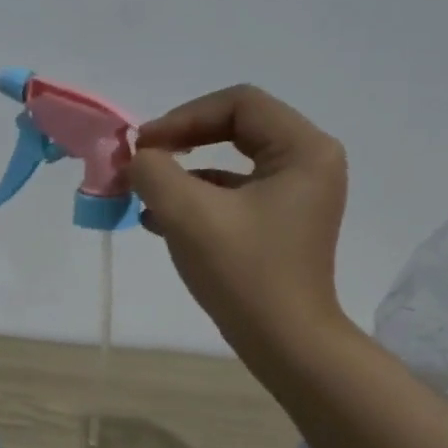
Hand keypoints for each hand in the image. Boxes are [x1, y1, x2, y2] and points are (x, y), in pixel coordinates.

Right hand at [130, 85, 349, 361]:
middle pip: (235, 129)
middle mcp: (308, 164)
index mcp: (304, 149)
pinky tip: (157, 221)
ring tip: (141, 196)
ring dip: (182, 175)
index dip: (184, 117)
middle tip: (141, 163)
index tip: (143, 147)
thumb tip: (139, 159)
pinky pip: (232, 196)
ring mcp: (296, 196)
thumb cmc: (243, 273)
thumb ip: (154, 173)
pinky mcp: (279, 224)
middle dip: (181, 145)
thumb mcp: (189, 215)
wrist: (283, 343)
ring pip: (230, 165)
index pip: (239, 104)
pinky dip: (195, 201)